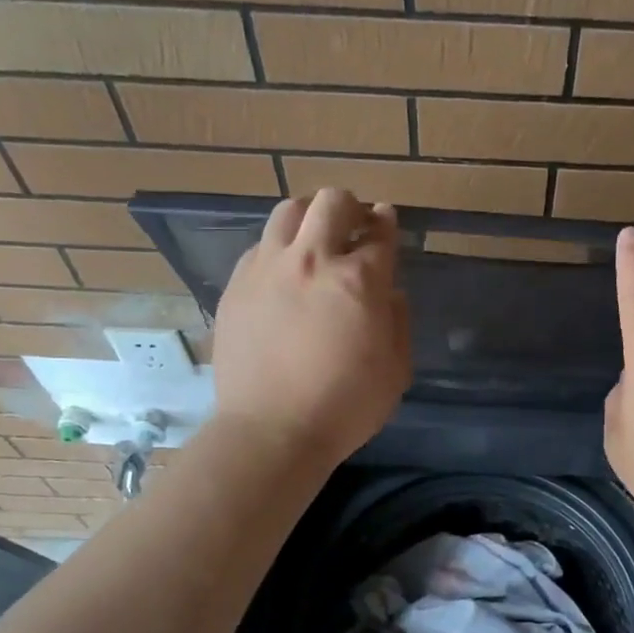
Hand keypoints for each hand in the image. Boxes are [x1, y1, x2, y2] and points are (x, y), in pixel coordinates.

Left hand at [211, 189, 410, 466]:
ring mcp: (267, 269)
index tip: (387, 222)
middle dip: (350, 206)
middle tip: (355, 225)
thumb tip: (387, 294)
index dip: (387, 223)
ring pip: (288, 212)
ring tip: (314, 239)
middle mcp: (312, 260)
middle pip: (332, 202)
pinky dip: (279, 248)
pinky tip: (284, 273)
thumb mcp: (396, 370)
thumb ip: (397, 321)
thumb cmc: (345, 406)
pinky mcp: (236, 286)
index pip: (380, 233)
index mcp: (359, 280)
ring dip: (309, 216)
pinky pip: (259, 247)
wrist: (271, 431)